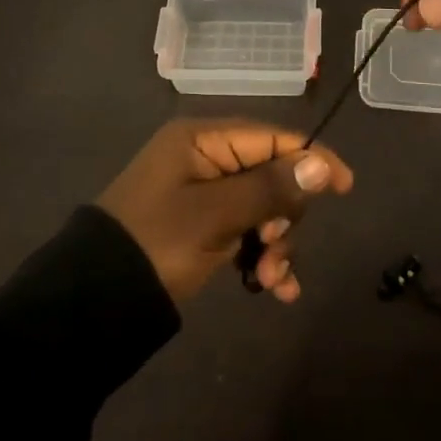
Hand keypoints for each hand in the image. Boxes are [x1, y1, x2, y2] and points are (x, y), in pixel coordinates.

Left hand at [96, 120, 353, 305]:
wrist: (94, 302)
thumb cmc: (157, 243)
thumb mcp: (216, 215)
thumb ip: (270, 188)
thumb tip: (322, 163)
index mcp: (202, 140)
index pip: (271, 138)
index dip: (311, 159)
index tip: (346, 188)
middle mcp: (204, 158)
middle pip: (270, 175)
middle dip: (285, 217)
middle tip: (274, 250)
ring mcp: (201, 194)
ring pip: (261, 209)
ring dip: (274, 244)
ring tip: (270, 282)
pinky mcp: (200, 226)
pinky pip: (244, 231)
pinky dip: (260, 256)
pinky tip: (272, 290)